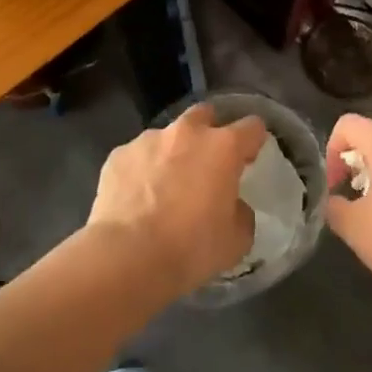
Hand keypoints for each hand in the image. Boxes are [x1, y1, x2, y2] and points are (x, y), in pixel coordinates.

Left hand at [88, 103, 262, 298]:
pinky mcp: (118, 155)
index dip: (253, 141)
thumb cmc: (190, 248)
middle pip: (205, 114)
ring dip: (172, 153)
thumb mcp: (235, 241)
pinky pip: (136, 156)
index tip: (249, 159)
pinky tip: (136, 199)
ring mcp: (148, 140)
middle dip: (209, 132)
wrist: (127, 257)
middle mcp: (187, 133)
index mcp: (223, 147)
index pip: (252, 127)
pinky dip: (141, 170)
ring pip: (167, 136)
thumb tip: (233, 206)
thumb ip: (241, 214)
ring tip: (165, 187)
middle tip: (206, 164)